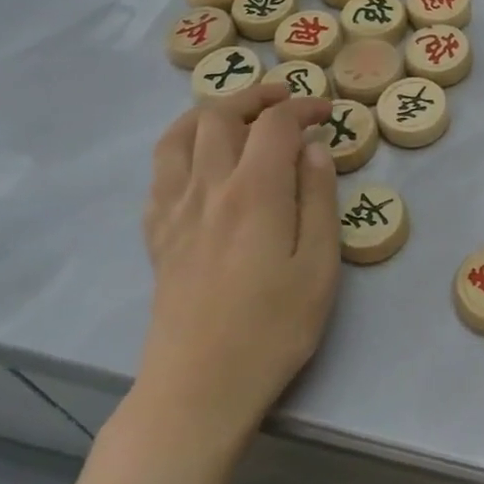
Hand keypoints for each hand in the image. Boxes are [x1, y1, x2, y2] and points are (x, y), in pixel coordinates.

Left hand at [136, 85, 338, 447]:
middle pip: (220, 115)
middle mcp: (208, 187)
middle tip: (285, 100)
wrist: (199, 387)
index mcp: (253, 191)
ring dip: (211, 112)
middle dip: (256, 96)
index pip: (274, 123)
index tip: (326, 113)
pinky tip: (200, 163)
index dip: (302, 107)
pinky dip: (181, 148)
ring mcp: (175, 210)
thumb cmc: (273, 328)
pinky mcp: (157, 235)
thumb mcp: (319, 265)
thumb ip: (318, 198)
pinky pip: (159, 172)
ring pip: (180, 135)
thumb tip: (313, 148)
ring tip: (237, 115)